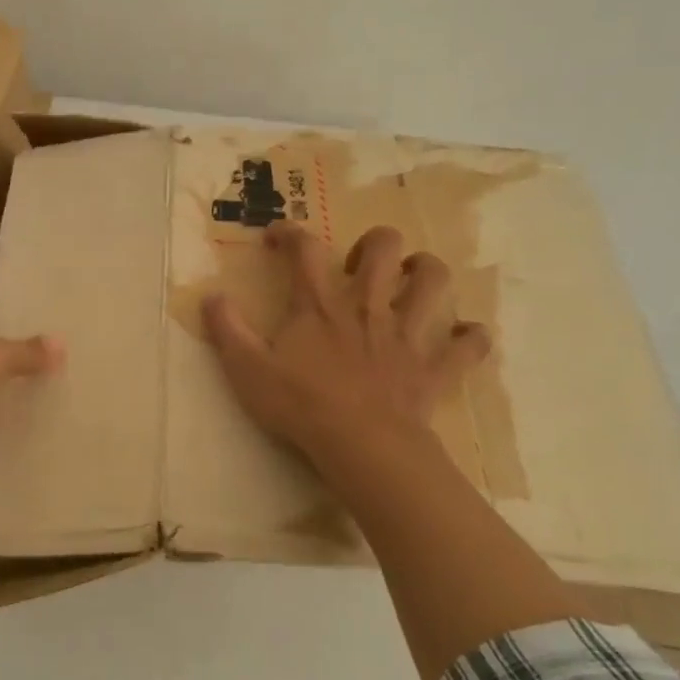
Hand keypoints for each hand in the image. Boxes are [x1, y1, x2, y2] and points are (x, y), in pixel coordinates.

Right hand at [201, 223, 488, 463]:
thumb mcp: (246, 369)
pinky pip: (469, 345)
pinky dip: (470, 338)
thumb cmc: (300, 406)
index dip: (291, 233)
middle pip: (384, 248)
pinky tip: (462, 338)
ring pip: (434, 282)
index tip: (278, 235)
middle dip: (374, 244)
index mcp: (320, 305)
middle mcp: (368, 307)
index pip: (306, 249)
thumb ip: (226, 329)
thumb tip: (209, 295)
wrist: (361, 446)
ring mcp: (407, 335)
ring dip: (426, 273)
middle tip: (360, 266)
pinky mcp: (435, 367)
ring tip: (412, 282)